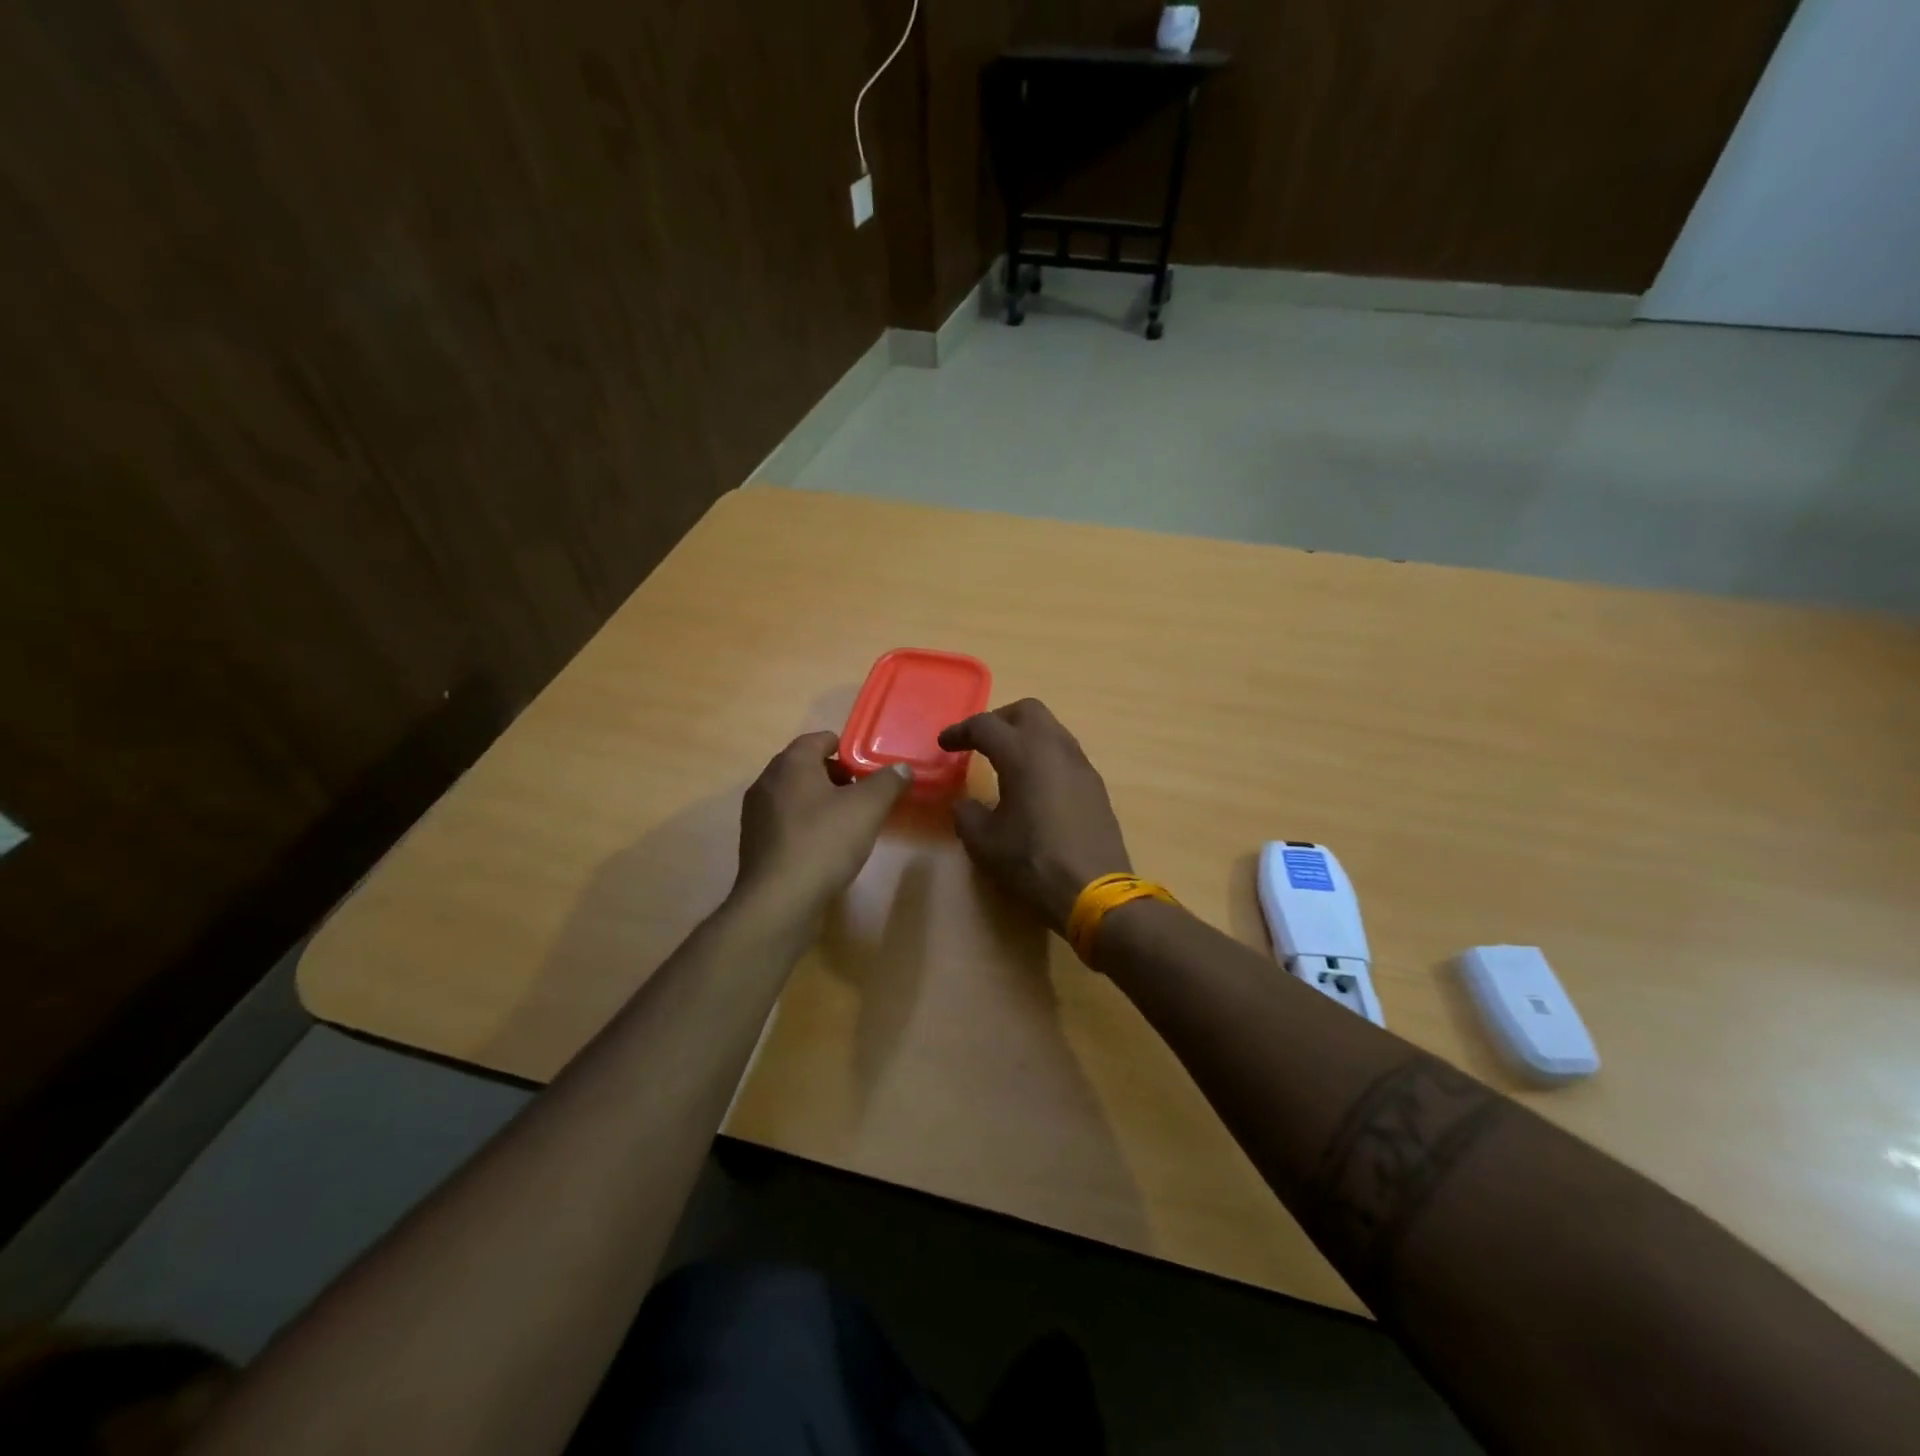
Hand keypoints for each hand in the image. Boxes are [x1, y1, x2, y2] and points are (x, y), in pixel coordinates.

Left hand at [734, 732, 910, 917]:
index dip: (848, 750)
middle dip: (836, 776)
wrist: (779, 901)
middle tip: (862, 796)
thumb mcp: (867, 808)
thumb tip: (901, 768)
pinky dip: (804, 824)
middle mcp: (767, 780)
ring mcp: (756, 812)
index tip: (868, 770)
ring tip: (846, 823)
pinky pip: (785, 820)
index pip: (820, 739)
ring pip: (794, 794)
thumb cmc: (824, 843)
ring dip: (820, 801)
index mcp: (791, 763)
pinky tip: (823, 847)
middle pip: (806, 766)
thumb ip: (888, 782)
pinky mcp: (754, 842)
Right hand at [938, 699, 1132, 933]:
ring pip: (1051, 729)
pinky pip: (1065, 754)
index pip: (986, 726)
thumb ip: (967, 814)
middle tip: (979, 742)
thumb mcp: (984, 843)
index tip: (944, 744)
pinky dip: (1043, 756)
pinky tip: (1033, 785)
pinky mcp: (1095, 785)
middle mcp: (1055, 748)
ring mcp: (1080, 765)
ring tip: (1005, 762)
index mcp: (1023, 754)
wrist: (1094, 890)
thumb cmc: (1032, 862)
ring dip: (1025, 736)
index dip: (960, 731)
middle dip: (999, 720)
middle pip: (1027, 711)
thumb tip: (964, 804)